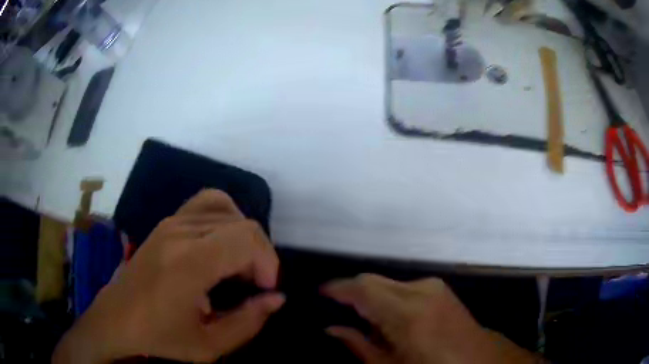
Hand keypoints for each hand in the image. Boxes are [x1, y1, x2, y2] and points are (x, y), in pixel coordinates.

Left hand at [52, 189, 284, 363]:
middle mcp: (180, 232)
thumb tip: (276, 298)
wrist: (117, 318)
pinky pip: (206, 203)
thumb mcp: (209, 345)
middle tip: (252, 286)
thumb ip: (249, 322)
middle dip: (260, 255)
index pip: (247, 238)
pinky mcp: (166, 222)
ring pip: (227, 210)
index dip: (268, 263)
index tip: (263, 290)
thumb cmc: (159, 336)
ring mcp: (171, 222)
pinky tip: (220, 245)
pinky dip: (225, 218)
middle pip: (242, 223)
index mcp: (189, 263)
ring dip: (243, 238)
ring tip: (237, 267)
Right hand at [323, 274, 538, 363]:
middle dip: (353, 293)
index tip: (320, 293)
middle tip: (339, 311)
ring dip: (372, 297)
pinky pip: (403, 287)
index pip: (363, 288)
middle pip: (373, 280)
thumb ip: (359, 345)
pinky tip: (390, 319)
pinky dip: (389, 298)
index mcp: (407, 314)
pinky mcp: (440, 287)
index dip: (338, 288)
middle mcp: (420, 291)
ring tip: (368, 322)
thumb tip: (332, 329)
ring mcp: (433, 286)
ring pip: (387, 283)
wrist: (479, 360)